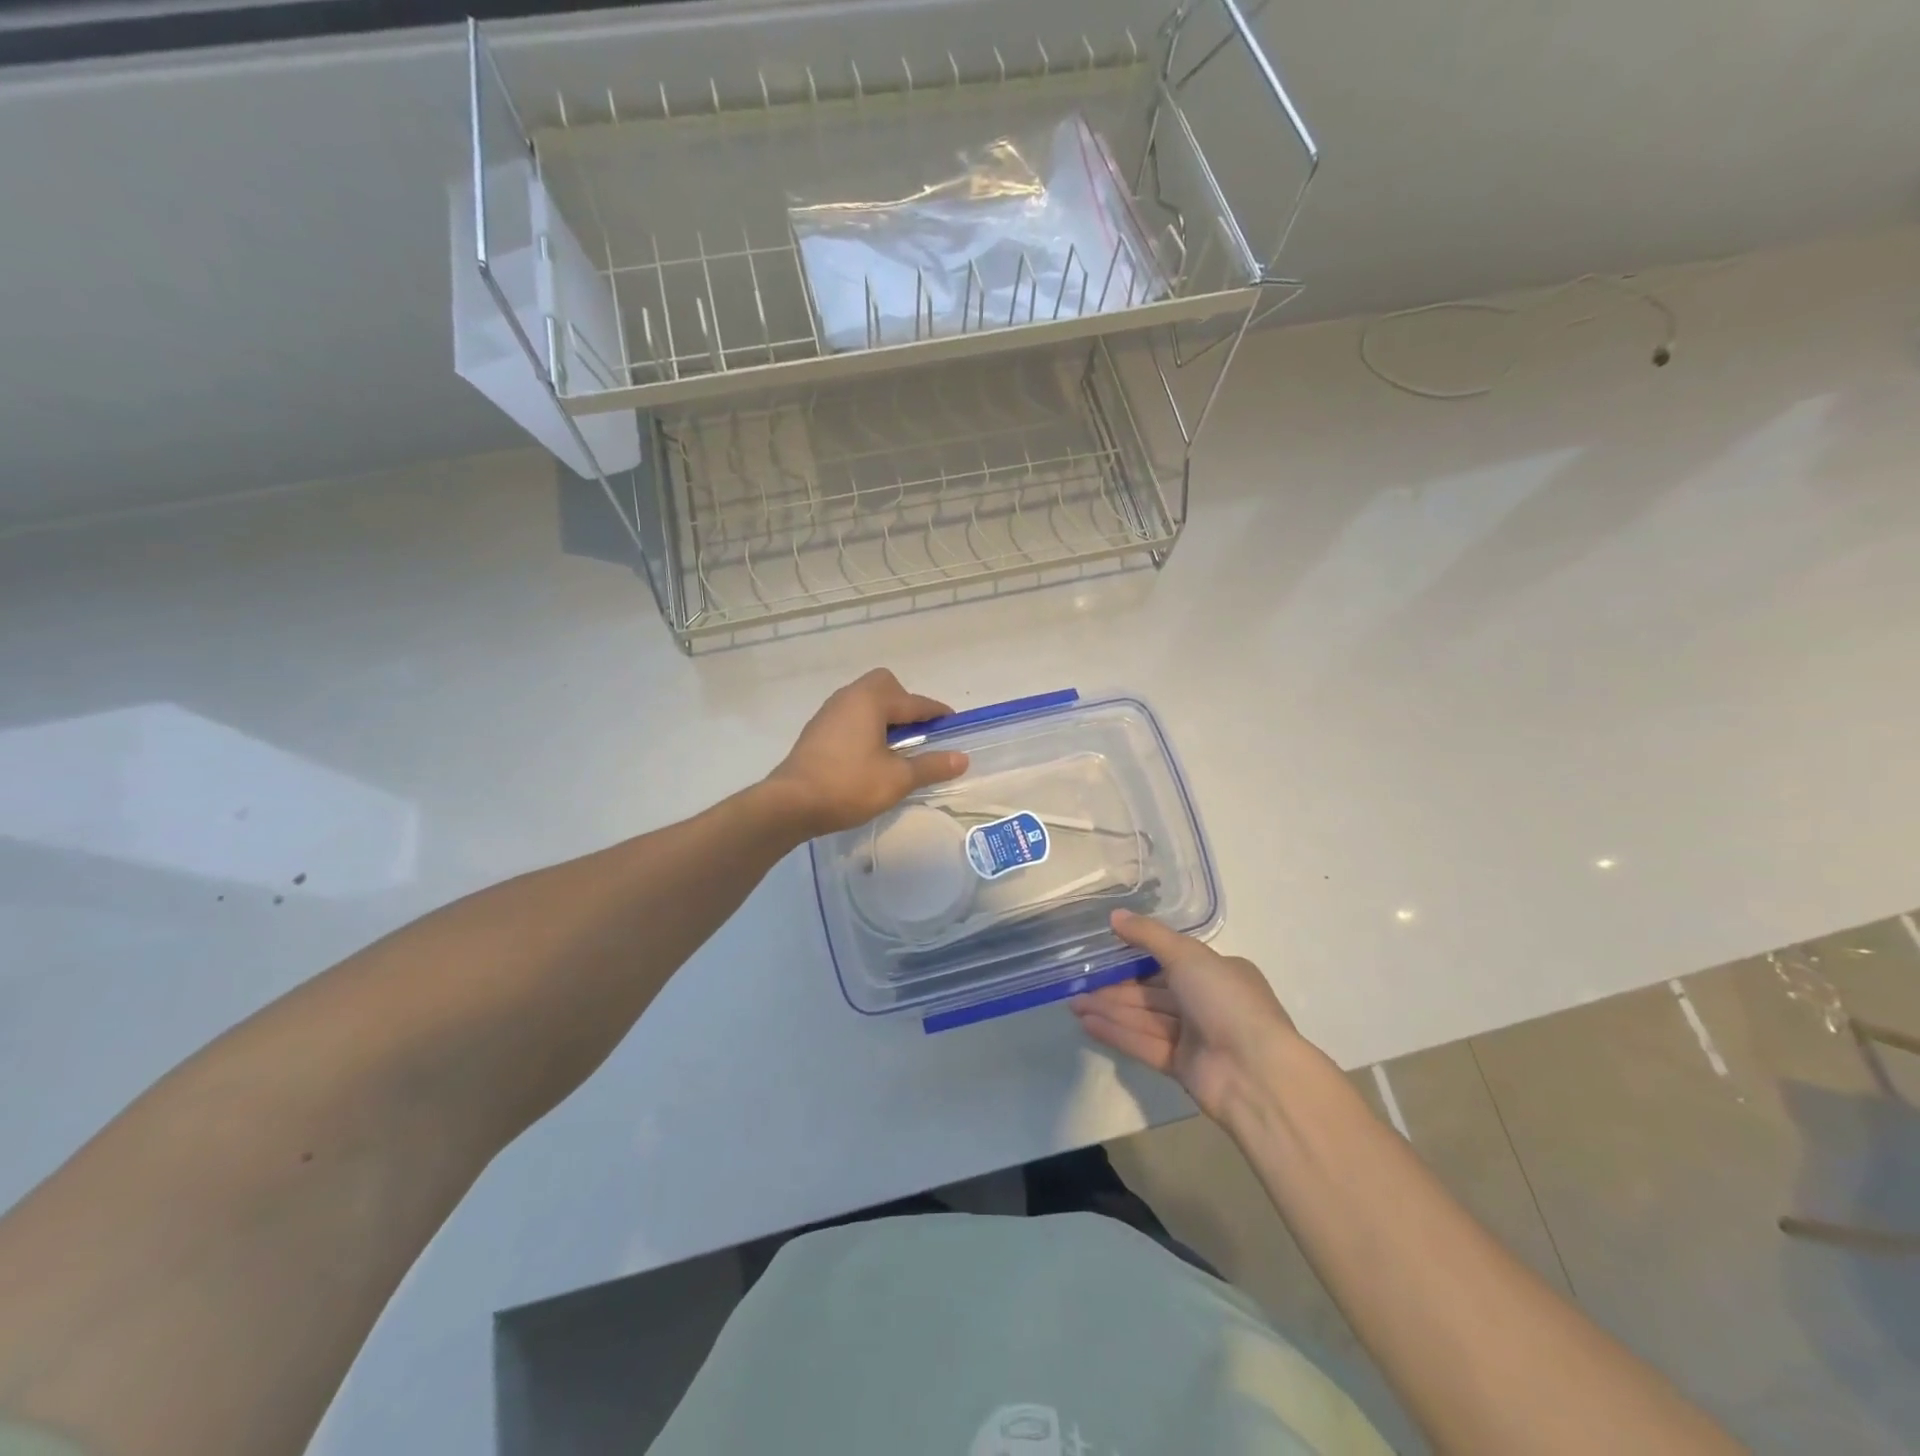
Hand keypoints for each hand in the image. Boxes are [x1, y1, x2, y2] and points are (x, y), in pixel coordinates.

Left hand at [766, 669, 969, 835]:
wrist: (790, 803)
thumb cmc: (849, 786)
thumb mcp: (897, 779)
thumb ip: (931, 765)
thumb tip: (962, 758)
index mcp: (871, 700)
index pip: (914, 702)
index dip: (937, 713)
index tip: (954, 725)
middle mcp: (849, 697)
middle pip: (885, 686)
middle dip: (906, 704)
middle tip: (918, 733)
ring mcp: (829, 712)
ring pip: (865, 701)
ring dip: (885, 716)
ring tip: (897, 747)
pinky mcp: (817, 731)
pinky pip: (850, 717)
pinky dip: (866, 726)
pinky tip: (870, 755)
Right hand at [1071, 910, 1301, 1124]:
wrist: (1256, 1073)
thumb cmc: (1226, 1001)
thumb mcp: (1188, 955)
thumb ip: (1148, 935)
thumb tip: (1115, 916)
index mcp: (1218, 972)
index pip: (1170, 960)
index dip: (1135, 956)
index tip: (1103, 951)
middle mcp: (1207, 1002)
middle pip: (1152, 991)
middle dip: (1115, 987)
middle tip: (1077, 981)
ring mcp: (1194, 1036)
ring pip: (1144, 1017)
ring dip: (1110, 1010)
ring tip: (1073, 1003)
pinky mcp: (1181, 1066)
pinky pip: (1143, 1044)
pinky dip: (1117, 1033)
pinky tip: (1088, 1024)